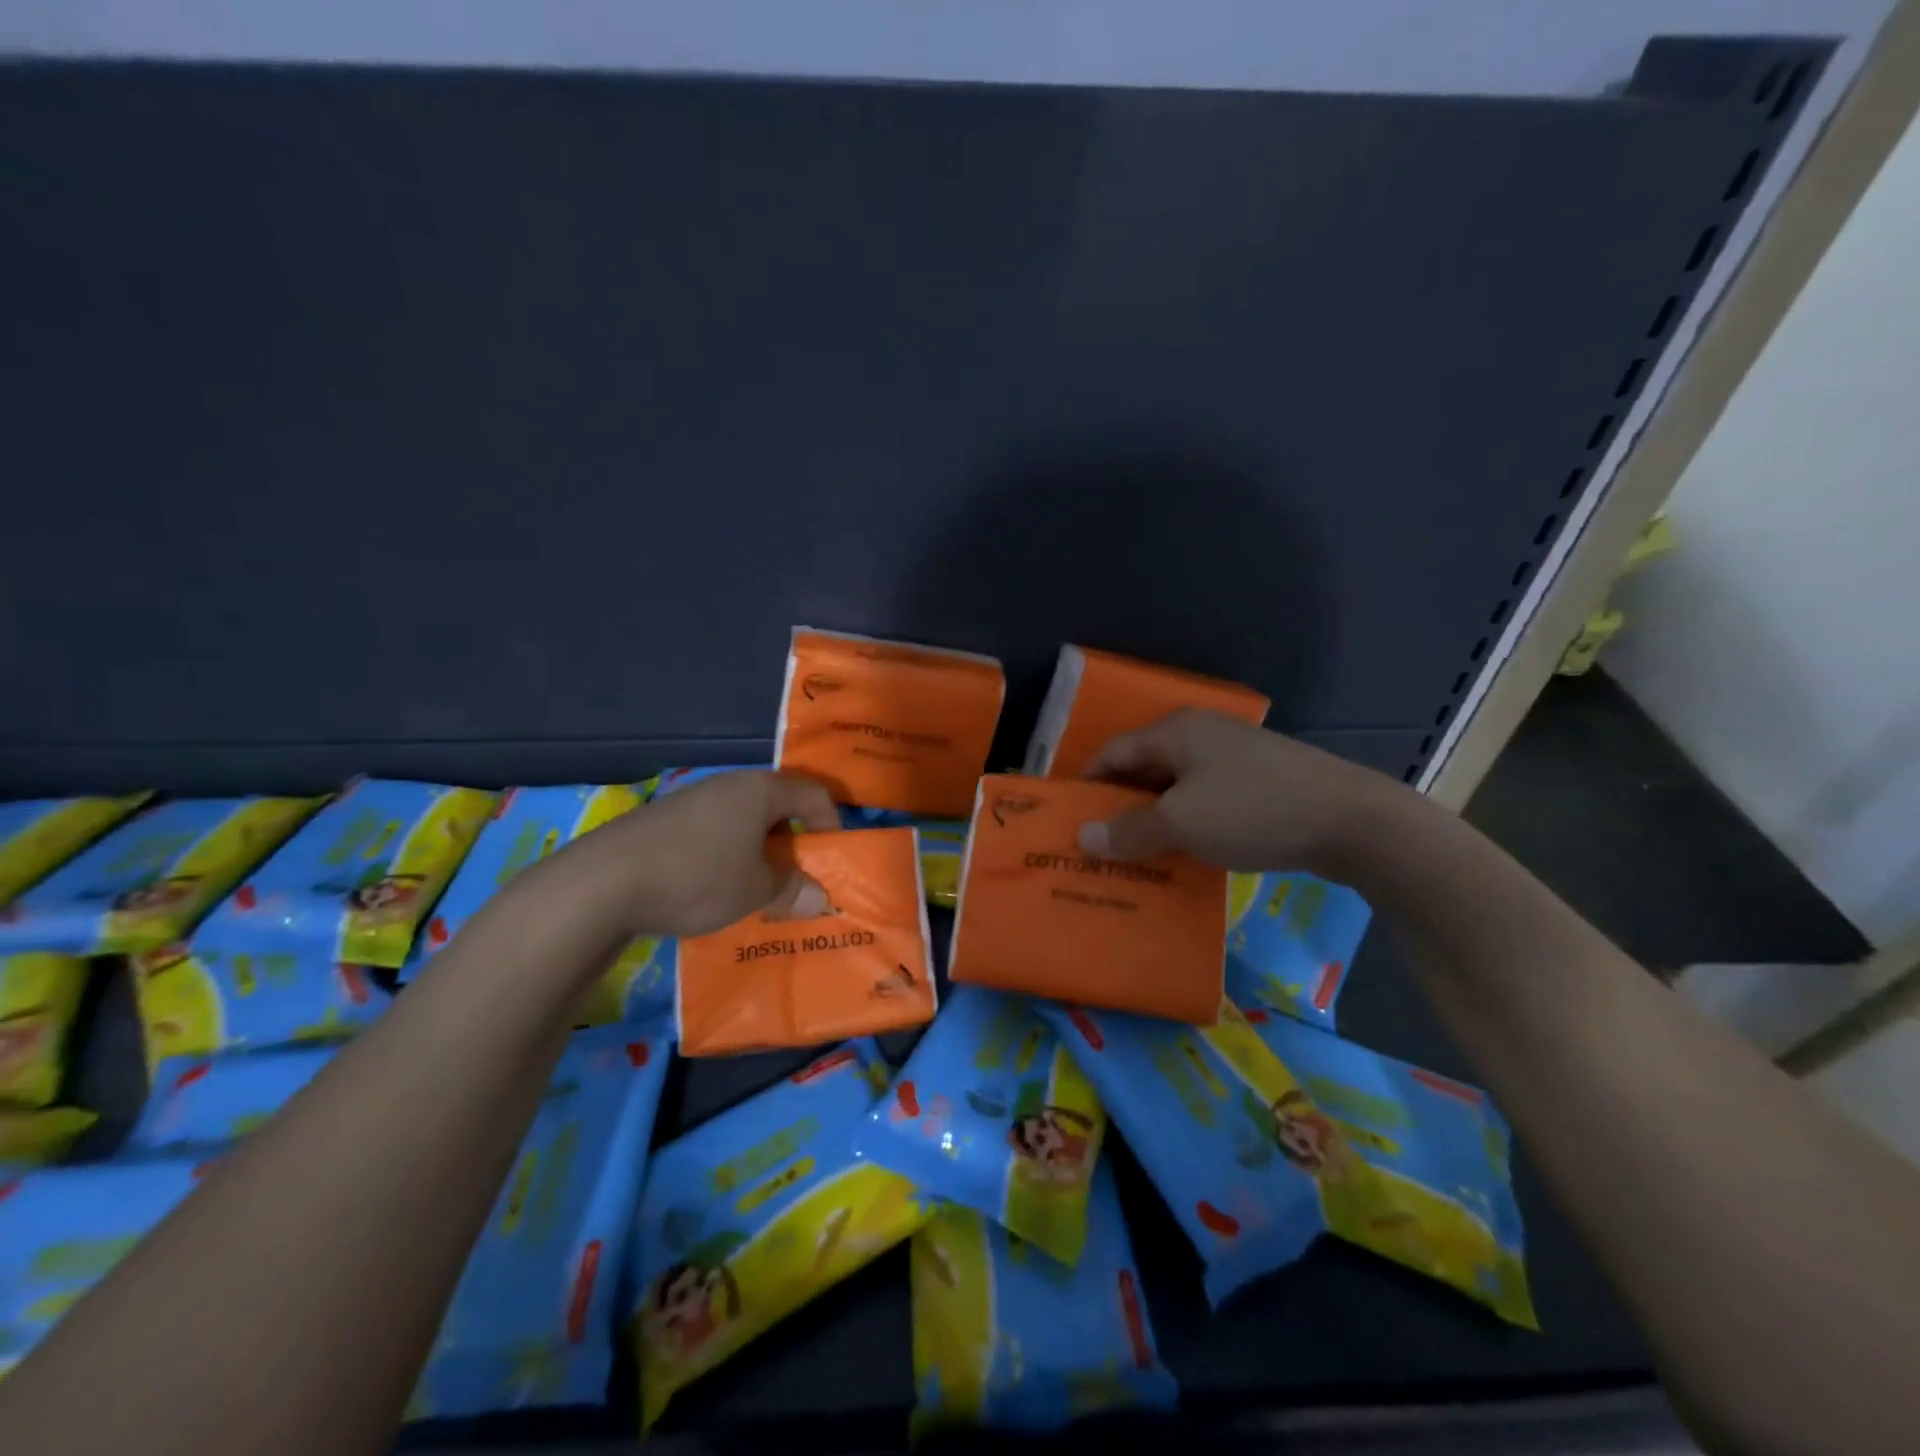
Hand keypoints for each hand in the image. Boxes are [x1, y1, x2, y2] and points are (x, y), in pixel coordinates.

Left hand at [560, 770, 840, 938]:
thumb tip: (821, 900)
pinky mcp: (663, 822)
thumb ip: (792, 890)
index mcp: (760, 790)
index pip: (813, 793)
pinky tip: (713, 889)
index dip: (831, 824)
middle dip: (793, 843)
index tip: (832, 860)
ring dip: (757, 853)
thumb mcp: (755, 890)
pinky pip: (712, 833)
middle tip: (797, 879)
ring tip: (756, 889)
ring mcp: (692, 800)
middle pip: (777, 806)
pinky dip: (726, 857)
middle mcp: (728, 785)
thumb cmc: (698, 877)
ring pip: (742, 822)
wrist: (601, 883)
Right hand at [1074, 710, 1418, 877]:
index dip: (1087, 786)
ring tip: (1135, 859)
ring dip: (1154, 821)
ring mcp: (1234, 758)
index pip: (1112, 753)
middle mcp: (1201, 736)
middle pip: (1143, 770)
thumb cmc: (1253, 810)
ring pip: (1176, 789)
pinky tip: (1183, 857)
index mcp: (1175, 731)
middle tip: (1099, 847)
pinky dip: (1187, 826)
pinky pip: (1206, 802)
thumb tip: (1083, 837)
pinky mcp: (1259, 783)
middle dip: (1119, 808)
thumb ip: (1129, 831)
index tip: (1069, 823)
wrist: (1353, 821)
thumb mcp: (1182, 823)